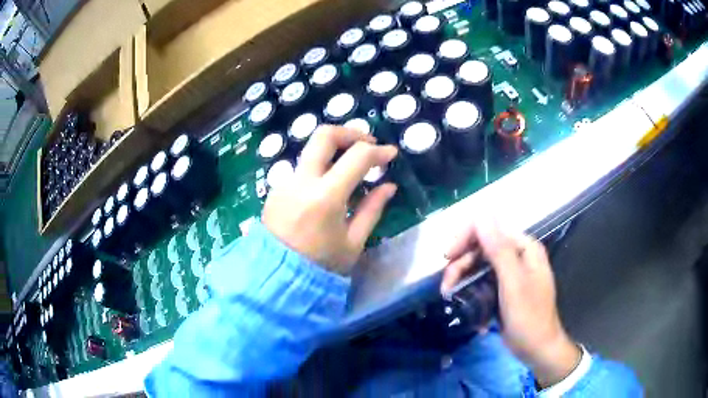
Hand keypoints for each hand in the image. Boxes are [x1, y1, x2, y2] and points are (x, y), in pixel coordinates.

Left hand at [262, 126, 397, 273]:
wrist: (277, 277)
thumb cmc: (320, 265)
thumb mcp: (353, 242)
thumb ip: (372, 209)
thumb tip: (389, 186)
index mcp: (325, 197)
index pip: (357, 156)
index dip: (379, 151)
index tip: (391, 154)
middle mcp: (301, 181)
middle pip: (324, 135)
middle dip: (350, 132)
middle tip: (367, 143)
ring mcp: (285, 182)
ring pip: (311, 150)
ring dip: (334, 150)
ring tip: (351, 167)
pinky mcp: (276, 189)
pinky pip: (302, 168)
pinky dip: (320, 167)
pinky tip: (329, 186)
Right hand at [442, 217, 580, 387]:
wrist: (537, 349)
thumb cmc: (529, 317)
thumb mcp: (513, 284)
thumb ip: (499, 250)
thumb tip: (482, 214)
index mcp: (524, 247)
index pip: (490, 228)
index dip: (466, 237)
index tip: (448, 257)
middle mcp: (517, 255)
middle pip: (482, 246)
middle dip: (461, 263)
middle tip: (446, 285)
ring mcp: (510, 272)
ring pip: (478, 264)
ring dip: (461, 276)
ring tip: (448, 294)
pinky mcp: (503, 288)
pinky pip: (481, 279)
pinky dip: (469, 287)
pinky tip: (462, 300)